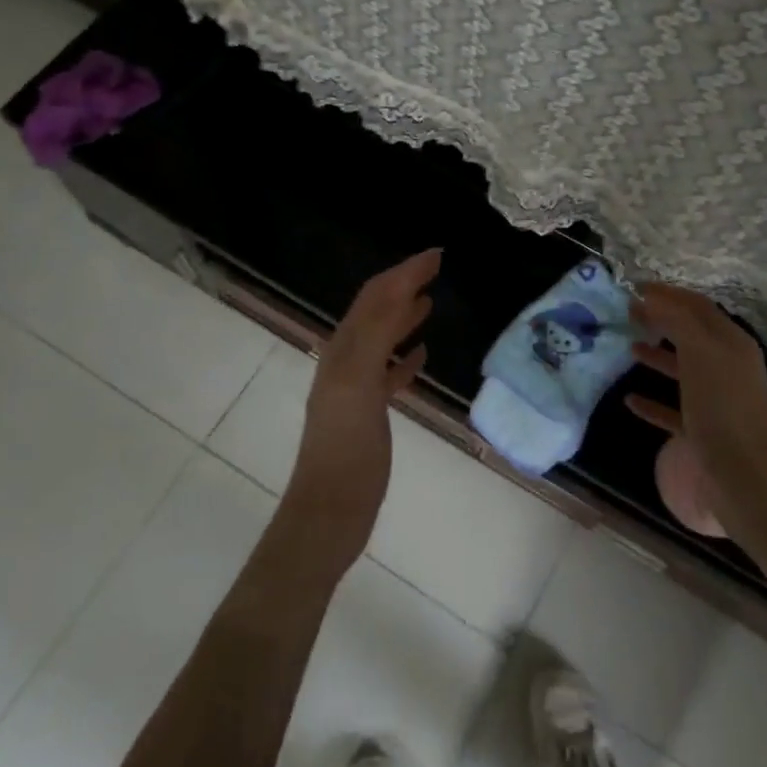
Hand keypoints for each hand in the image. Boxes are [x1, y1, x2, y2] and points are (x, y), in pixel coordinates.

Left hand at [286, 249, 438, 573]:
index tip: (437, 254)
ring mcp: (355, 389)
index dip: (403, 272)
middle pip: (376, 312)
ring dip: (402, 317)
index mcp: (343, 351)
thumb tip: (399, 291)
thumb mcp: (358, 387)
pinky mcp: (366, 415)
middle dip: (403, 286)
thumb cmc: (346, 451)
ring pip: (381, 341)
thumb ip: (375, 338)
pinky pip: (387, 375)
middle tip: (435, 268)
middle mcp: (345, 362)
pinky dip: (403, 358)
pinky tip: (421, 357)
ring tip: (428, 302)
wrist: (329, 512)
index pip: (375, 298)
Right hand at [624, 284, 766, 509]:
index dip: (668, 293)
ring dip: (657, 355)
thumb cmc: (721, 407)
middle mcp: (728, 366)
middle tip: (629, 311)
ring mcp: (716, 400)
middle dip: (662, 320)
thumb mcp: (701, 352)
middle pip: (691, 334)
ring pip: (683, 369)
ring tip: (629, 347)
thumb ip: (678, 320)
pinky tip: (630, 399)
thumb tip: (655, 297)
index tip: (635, 286)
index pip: (698, 306)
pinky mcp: (703, 430)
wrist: (742, 478)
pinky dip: (652, 401)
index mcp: (732, 343)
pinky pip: (673, 409)